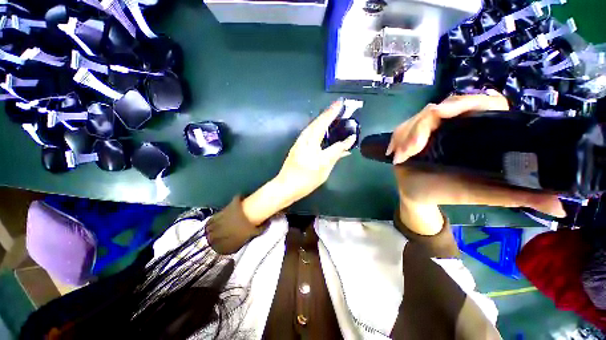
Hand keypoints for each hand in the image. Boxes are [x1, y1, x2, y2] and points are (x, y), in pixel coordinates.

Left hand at [241, 100, 354, 225]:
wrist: (286, 186)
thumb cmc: (306, 179)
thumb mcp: (324, 167)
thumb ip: (336, 152)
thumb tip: (349, 140)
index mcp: (310, 142)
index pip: (325, 124)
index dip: (335, 115)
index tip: (342, 104)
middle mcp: (304, 138)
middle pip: (318, 122)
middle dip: (328, 112)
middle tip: (338, 105)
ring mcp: (300, 142)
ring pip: (313, 126)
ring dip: (323, 118)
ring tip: (332, 114)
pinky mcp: (298, 146)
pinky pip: (310, 132)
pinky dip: (318, 127)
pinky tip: (323, 129)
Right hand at [388, 94, 565, 234]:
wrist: (417, 194)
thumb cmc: (448, 193)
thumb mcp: (481, 194)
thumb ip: (515, 196)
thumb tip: (561, 206)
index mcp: (477, 134)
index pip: (483, 104)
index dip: (467, 102)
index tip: (444, 113)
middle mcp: (454, 126)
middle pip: (442, 107)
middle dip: (422, 125)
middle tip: (412, 148)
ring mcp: (431, 128)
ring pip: (419, 117)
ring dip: (407, 134)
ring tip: (401, 155)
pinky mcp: (412, 134)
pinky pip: (403, 127)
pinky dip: (398, 137)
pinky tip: (395, 151)